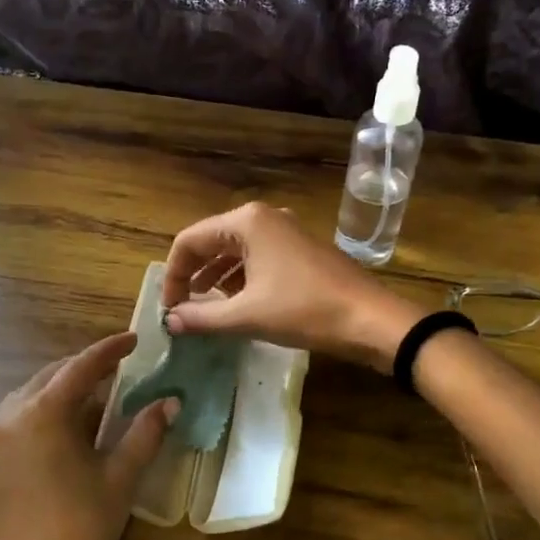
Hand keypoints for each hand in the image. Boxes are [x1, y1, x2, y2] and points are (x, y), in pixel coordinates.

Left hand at [0, 333, 174, 539]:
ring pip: (24, 405)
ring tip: (87, 407)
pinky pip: (10, 435)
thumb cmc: (83, 531)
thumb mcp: (120, 478)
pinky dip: (36, 427)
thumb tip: (169, 401)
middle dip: (81, 371)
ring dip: (56, 397)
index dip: (109, 350)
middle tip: (114, 372)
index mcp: (42, 415)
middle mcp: (7, 422)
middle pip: (47, 380)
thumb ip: (145, 433)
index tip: (134, 339)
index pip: (81, 368)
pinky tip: (57, 449)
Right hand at [161, 202, 418, 371]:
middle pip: (211, 241)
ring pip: (235, 250)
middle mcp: (264, 218)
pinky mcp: (300, 249)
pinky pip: (257, 257)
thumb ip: (202, 317)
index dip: (173, 275)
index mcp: (246, 222)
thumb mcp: (247, 316)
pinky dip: (240, 278)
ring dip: (215, 277)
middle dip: (192, 274)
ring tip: (204, 308)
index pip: (189, 240)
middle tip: (181, 308)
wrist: (370, 319)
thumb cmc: (304, 311)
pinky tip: (237, 303)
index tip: (169, 308)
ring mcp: (286, 231)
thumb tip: (169, 321)